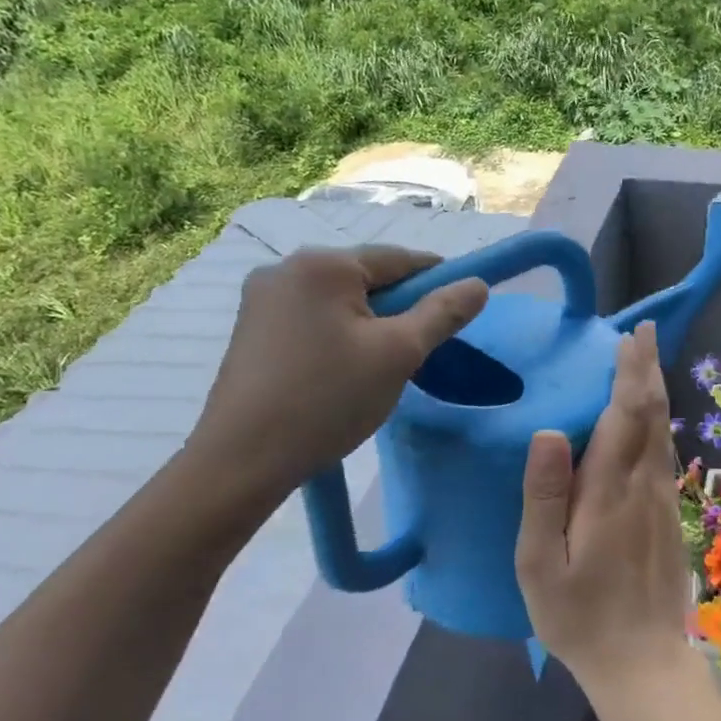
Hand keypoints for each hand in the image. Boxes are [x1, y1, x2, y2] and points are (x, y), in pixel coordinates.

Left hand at [186, 245, 488, 510]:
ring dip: (368, 322)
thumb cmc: (328, 399)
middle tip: (420, 348)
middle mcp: (286, 268)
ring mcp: (261, 298)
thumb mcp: (399, 354)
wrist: (241, 461)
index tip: (460, 306)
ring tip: (381, 365)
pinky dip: (337, 334)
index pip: (398, 259)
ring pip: (339, 300)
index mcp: (323, 264)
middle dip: (399, 306)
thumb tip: (478, 284)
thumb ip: (442, 313)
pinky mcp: (250, 329)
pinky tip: (342, 369)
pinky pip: (312, 317)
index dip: (437, 279)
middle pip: (365, 277)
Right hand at [515, 322, 694, 692]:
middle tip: (642, 331)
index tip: (629, 336)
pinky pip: (664, 452)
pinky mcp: (670, 515)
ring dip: (655, 390)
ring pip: (663, 430)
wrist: (643, 664)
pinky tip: (650, 417)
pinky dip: (658, 420)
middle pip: (651, 413)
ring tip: (645, 360)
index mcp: (609, 490)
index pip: (624, 415)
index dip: (628, 372)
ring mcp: (662, 499)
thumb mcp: (540, 563)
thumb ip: (544, 495)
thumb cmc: (579, 616)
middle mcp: (644, 484)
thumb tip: (549, 431)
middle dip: (647, 368)